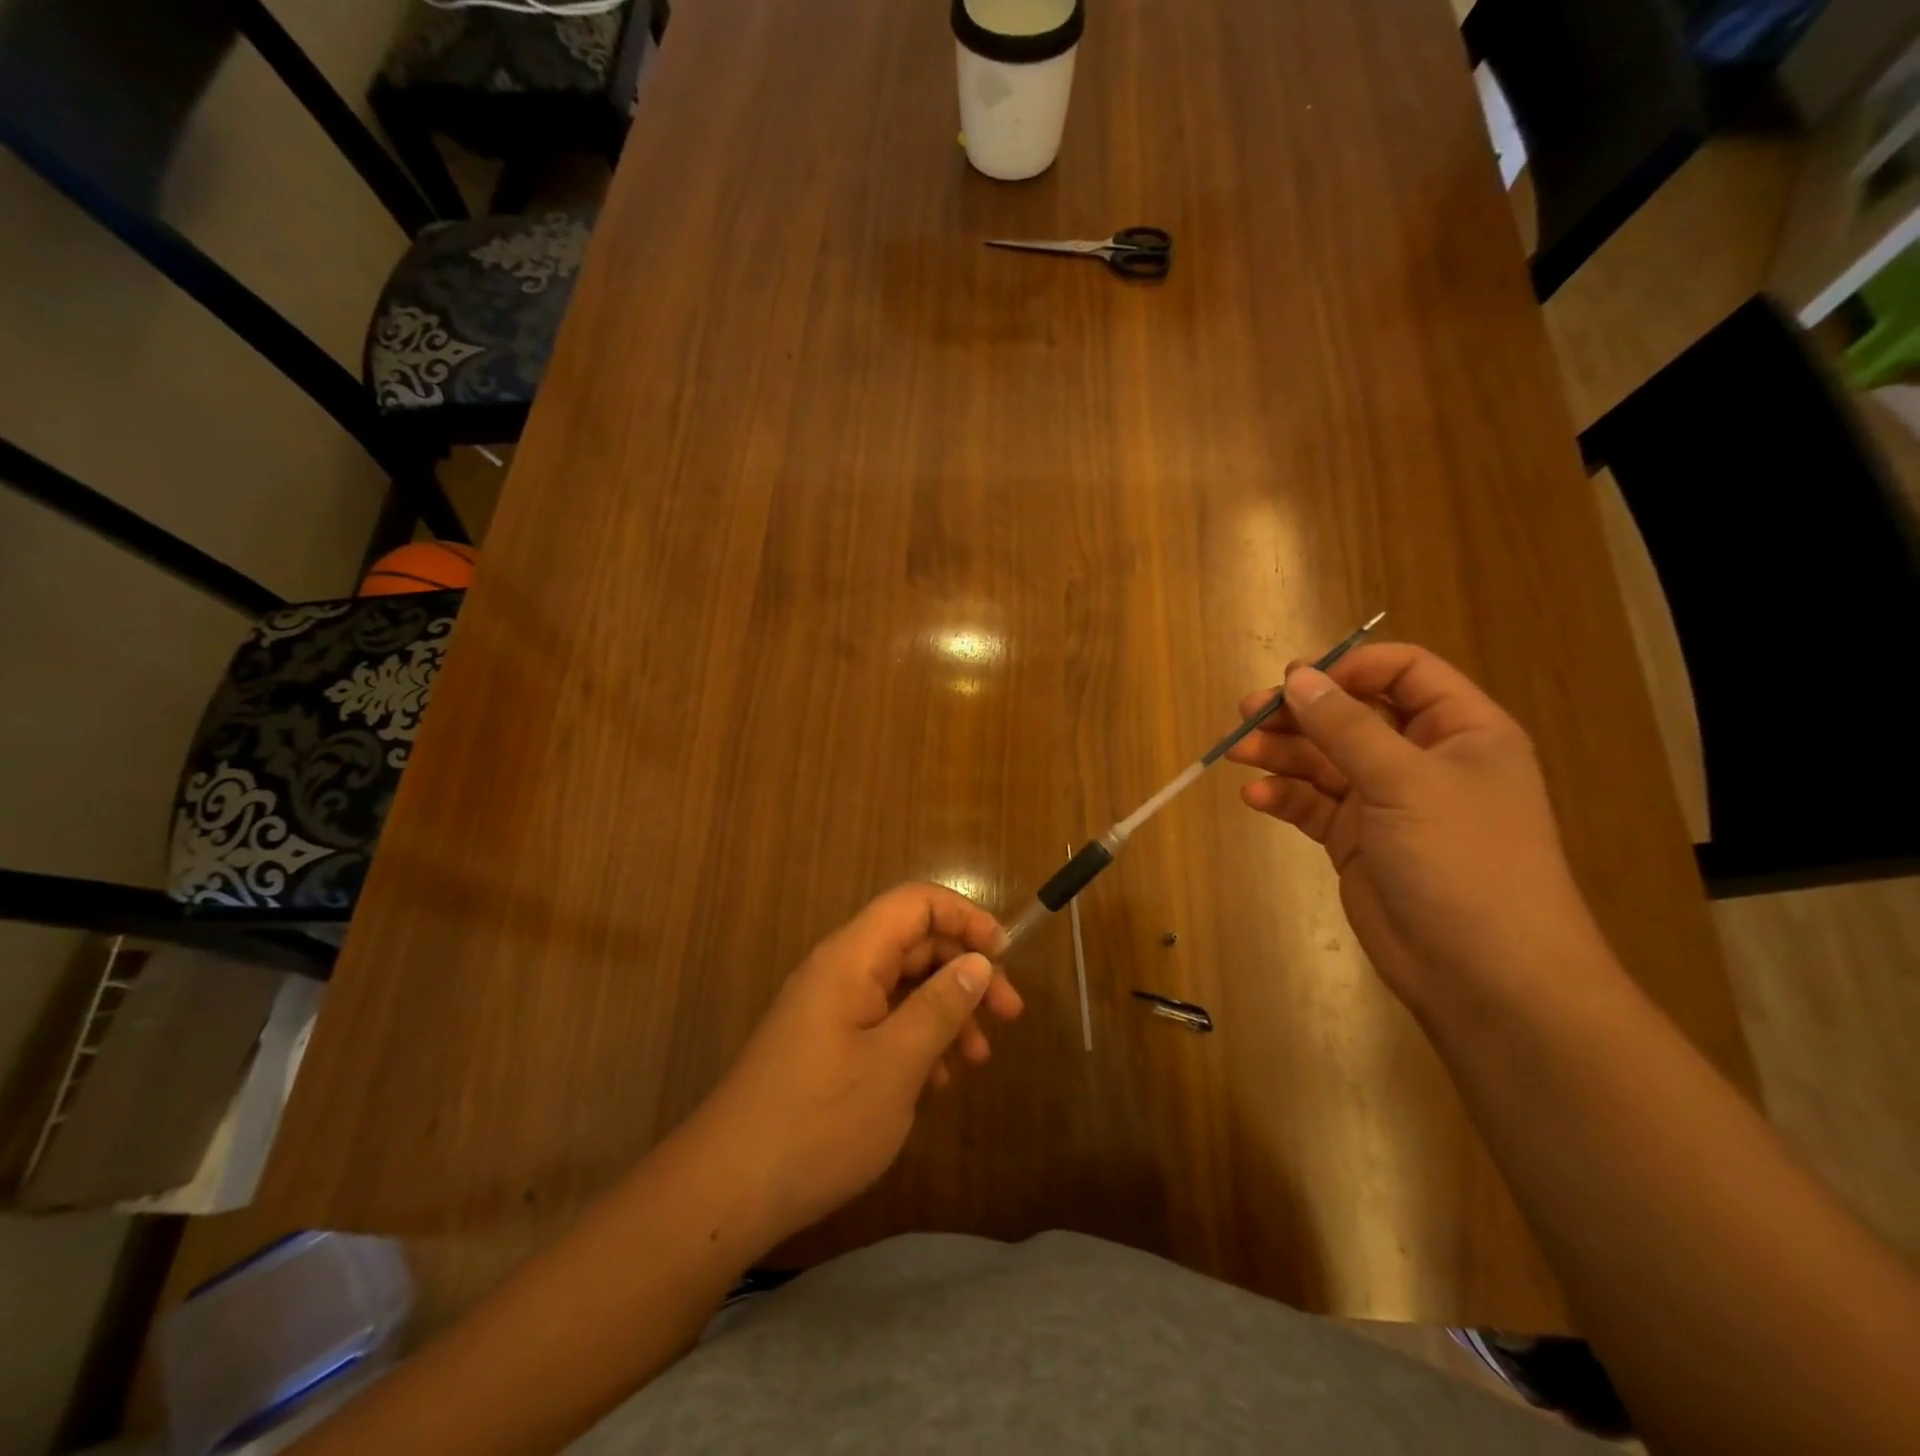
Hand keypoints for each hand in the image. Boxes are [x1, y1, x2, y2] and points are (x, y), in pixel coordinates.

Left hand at [694, 883, 1023, 1250]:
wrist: (728, 1189)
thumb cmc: (820, 1120)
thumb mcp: (897, 1063)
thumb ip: (941, 1006)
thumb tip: (978, 961)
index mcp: (852, 957)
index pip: (915, 903)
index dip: (965, 917)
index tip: (1004, 955)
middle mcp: (839, 970)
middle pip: (914, 943)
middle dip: (964, 971)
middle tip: (1008, 1014)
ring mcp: (829, 1008)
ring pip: (902, 986)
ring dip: (945, 1010)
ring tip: (977, 1058)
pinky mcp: (825, 1044)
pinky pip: (882, 1020)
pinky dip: (917, 1039)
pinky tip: (937, 1082)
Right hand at [1225, 643, 1600, 1007]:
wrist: (1484, 974)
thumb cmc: (1463, 859)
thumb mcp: (1405, 781)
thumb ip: (1346, 726)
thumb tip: (1297, 676)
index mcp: (1459, 730)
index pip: (1403, 672)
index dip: (1350, 669)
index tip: (1298, 680)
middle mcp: (1421, 759)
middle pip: (1350, 715)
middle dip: (1299, 713)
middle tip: (1247, 713)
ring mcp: (1385, 802)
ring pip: (1323, 760)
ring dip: (1281, 753)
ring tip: (1237, 754)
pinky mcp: (1355, 840)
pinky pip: (1312, 804)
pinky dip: (1283, 797)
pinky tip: (1255, 798)